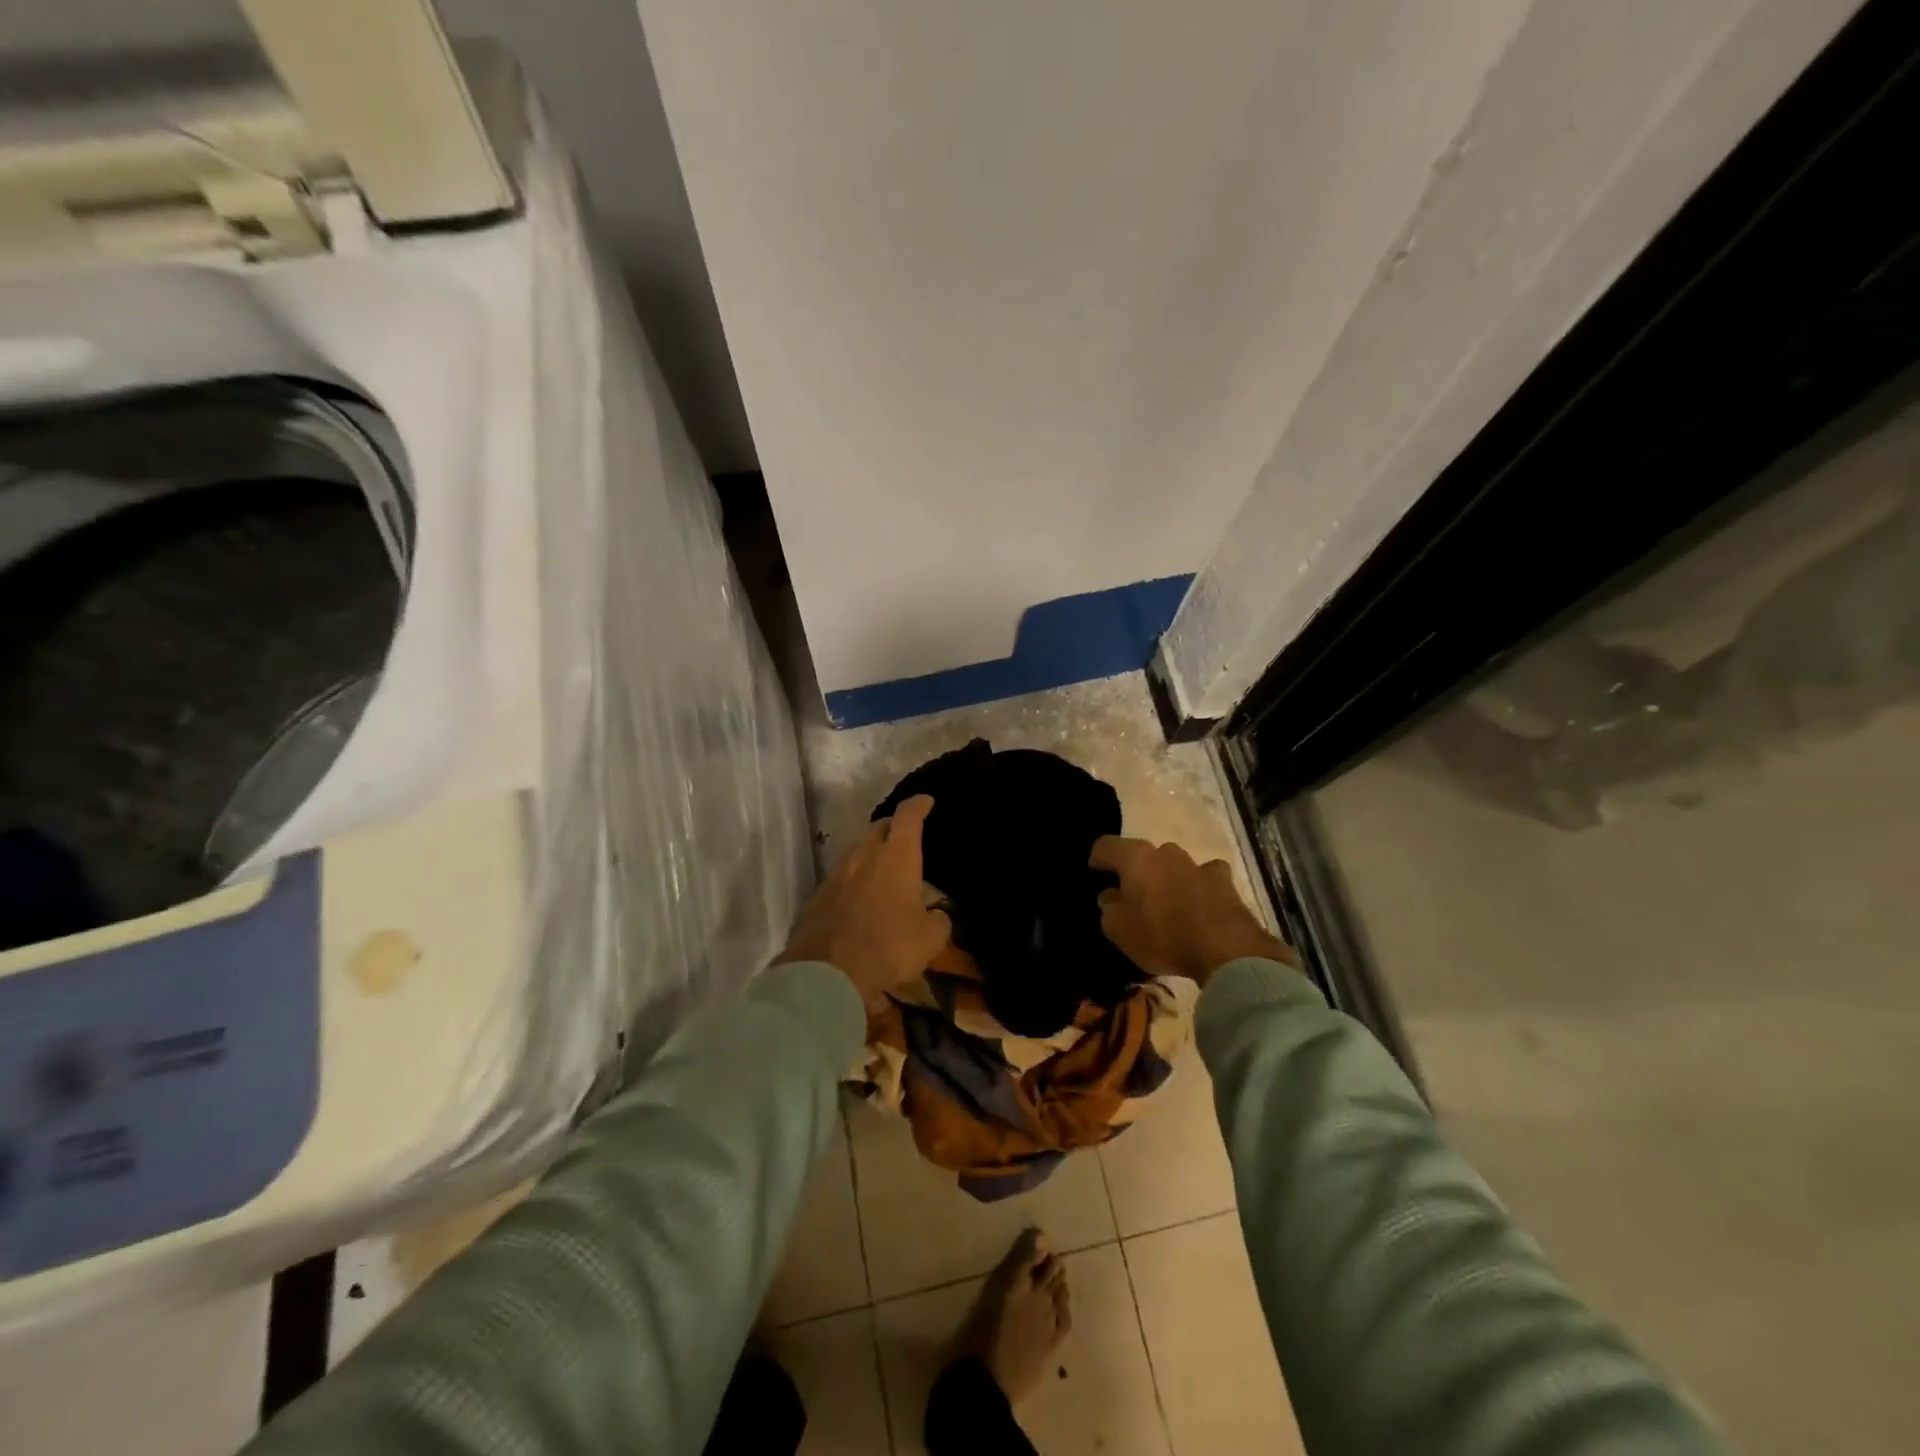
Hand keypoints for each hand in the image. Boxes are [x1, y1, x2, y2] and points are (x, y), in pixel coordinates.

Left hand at [777, 795, 951, 1010]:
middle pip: (877, 828)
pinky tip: (858, 897)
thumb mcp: (930, 939)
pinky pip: (839, 878)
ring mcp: (836, 874)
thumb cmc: (889, 946)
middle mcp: (864, 856)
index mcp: (897, 857)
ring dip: (869, 852)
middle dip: (892, 826)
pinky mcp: (817, 897)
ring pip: (855, 851)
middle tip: (903, 836)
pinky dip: (852, 880)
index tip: (925, 800)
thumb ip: (938, 921)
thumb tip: (937, 915)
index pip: (908, 817)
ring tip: (881, 865)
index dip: (918, 805)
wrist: (827, 972)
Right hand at [1089, 836, 1295, 986]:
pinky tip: (1199, 906)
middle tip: (1130, 899)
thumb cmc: (1162, 935)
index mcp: (1136, 857)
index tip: (1095, 877)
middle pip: (1141, 855)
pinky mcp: (1224, 881)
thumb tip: (1111, 896)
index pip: (1105, 846)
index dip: (1096, 860)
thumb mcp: (1118, 930)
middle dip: (1134, 873)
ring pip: (1173, 865)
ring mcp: (1198, 864)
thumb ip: (1109, 908)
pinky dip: (1197, 887)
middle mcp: (1166, 852)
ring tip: (1166, 906)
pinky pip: (1203, 878)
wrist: (1226, 949)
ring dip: (1166, 879)